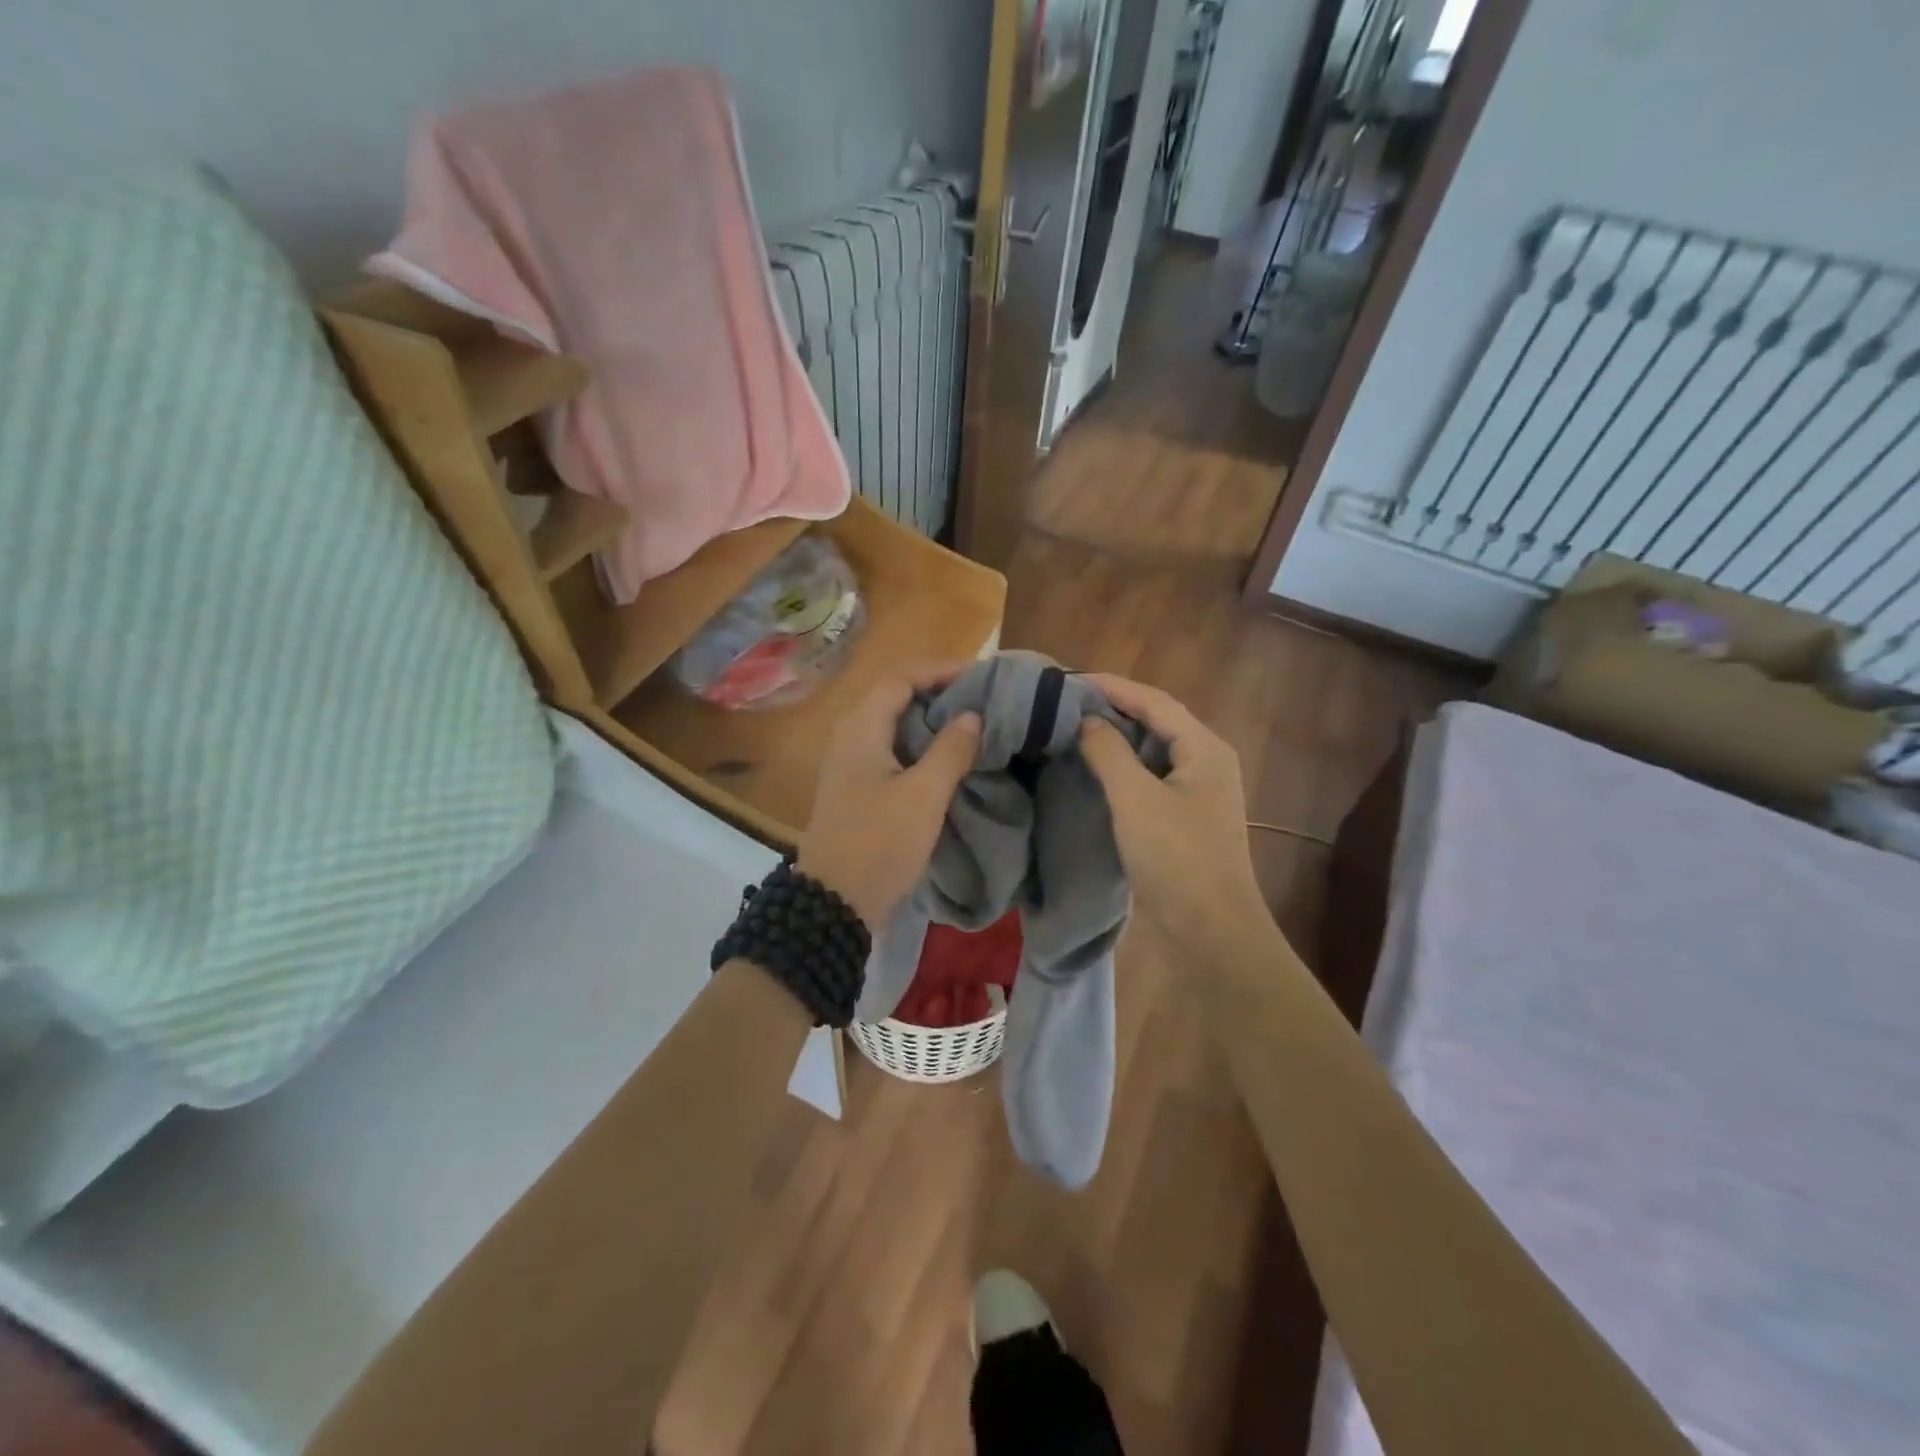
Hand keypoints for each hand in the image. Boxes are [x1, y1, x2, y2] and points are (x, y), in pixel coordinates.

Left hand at [797, 665, 981, 931]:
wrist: (835, 903)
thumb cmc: (880, 843)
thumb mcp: (924, 796)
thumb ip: (950, 751)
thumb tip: (972, 716)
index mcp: (861, 729)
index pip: (900, 678)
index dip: (938, 670)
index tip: (978, 676)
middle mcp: (849, 738)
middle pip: (893, 697)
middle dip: (936, 692)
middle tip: (978, 700)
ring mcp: (849, 765)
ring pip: (892, 726)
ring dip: (928, 721)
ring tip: (968, 727)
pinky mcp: (855, 789)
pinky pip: (889, 751)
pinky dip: (918, 746)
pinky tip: (943, 762)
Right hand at [1077, 673, 1269, 949]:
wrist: (1211, 931)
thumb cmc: (1176, 859)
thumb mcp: (1136, 799)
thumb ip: (1109, 752)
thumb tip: (1086, 720)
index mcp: (1204, 748)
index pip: (1154, 701)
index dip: (1111, 686)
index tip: (1067, 680)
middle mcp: (1206, 761)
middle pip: (1156, 720)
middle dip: (1112, 708)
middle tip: (1064, 703)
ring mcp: (1198, 791)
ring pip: (1152, 750)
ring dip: (1116, 737)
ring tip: (1072, 729)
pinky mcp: (1185, 816)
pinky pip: (1151, 776)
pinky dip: (1122, 766)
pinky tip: (1093, 769)